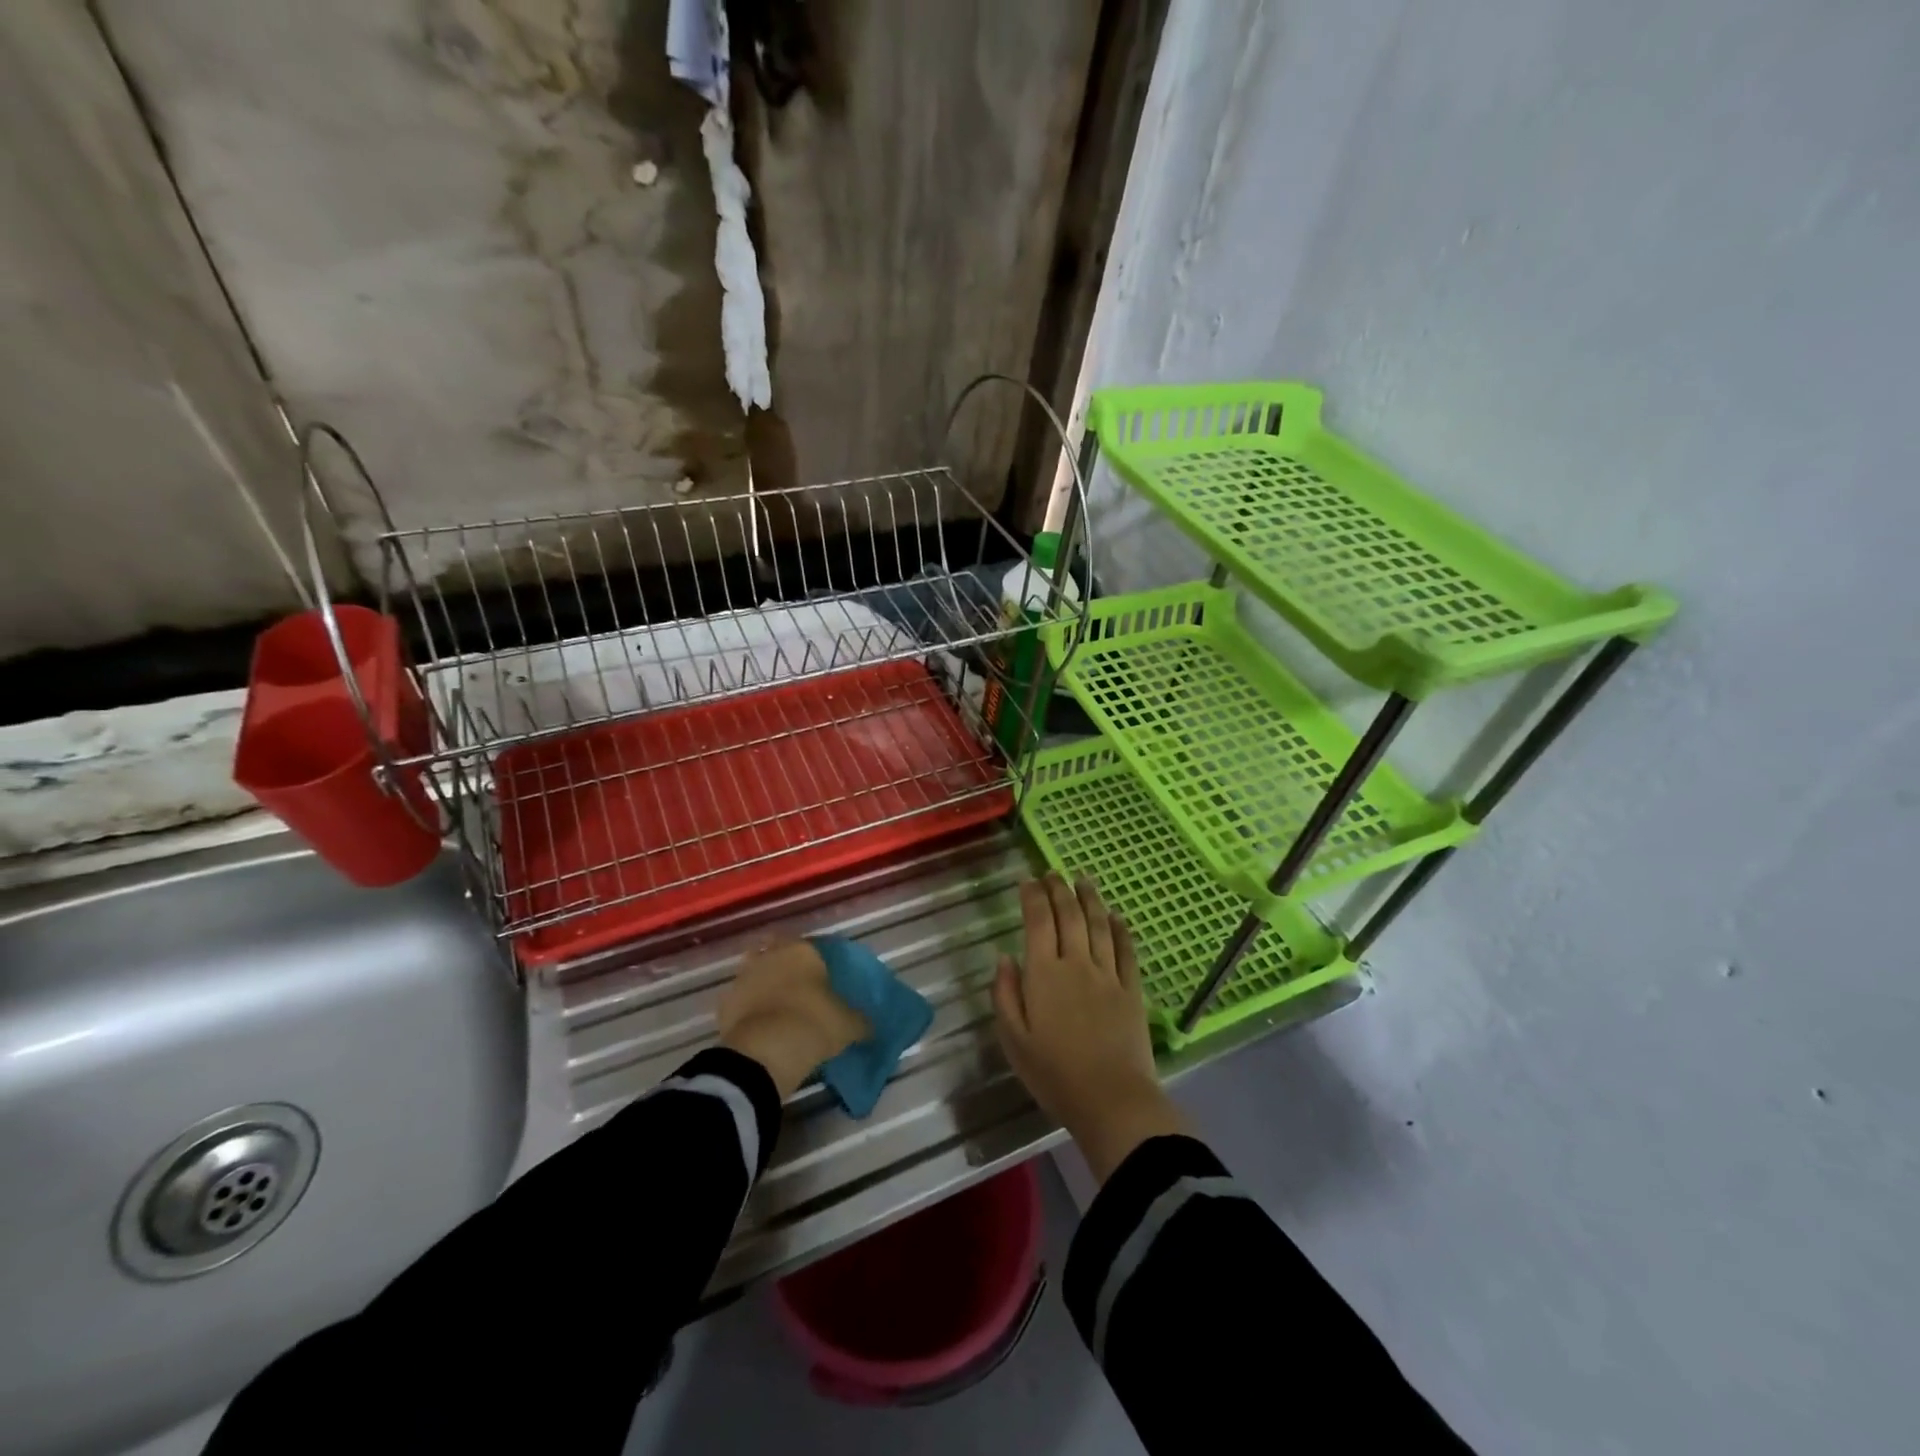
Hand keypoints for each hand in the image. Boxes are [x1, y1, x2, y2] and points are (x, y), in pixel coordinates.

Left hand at [717, 939, 869, 1097]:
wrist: (763, 1053)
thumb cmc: (813, 1024)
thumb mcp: (848, 1025)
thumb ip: (861, 1021)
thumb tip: (870, 1026)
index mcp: (803, 950)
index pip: (813, 946)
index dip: (819, 961)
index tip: (826, 978)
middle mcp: (771, 955)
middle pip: (779, 953)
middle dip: (787, 966)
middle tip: (801, 989)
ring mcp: (744, 977)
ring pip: (756, 973)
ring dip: (765, 985)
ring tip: (779, 1008)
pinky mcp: (725, 1003)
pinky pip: (742, 1001)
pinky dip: (749, 1009)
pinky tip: (761, 1026)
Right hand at [993, 875, 1189, 1182]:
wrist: (1111, 1099)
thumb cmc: (1054, 1074)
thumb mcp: (1013, 1040)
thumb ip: (1005, 994)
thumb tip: (1004, 957)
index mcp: (1044, 974)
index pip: (1037, 922)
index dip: (1032, 896)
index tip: (1028, 880)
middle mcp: (1076, 963)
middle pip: (1069, 915)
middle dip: (1059, 889)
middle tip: (1053, 872)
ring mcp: (1108, 974)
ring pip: (1098, 924)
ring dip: (1090, 898)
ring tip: (1083, 879)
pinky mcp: (1131, 988)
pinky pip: (1126, 949)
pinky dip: (1120, 928)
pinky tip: (1116, 915)